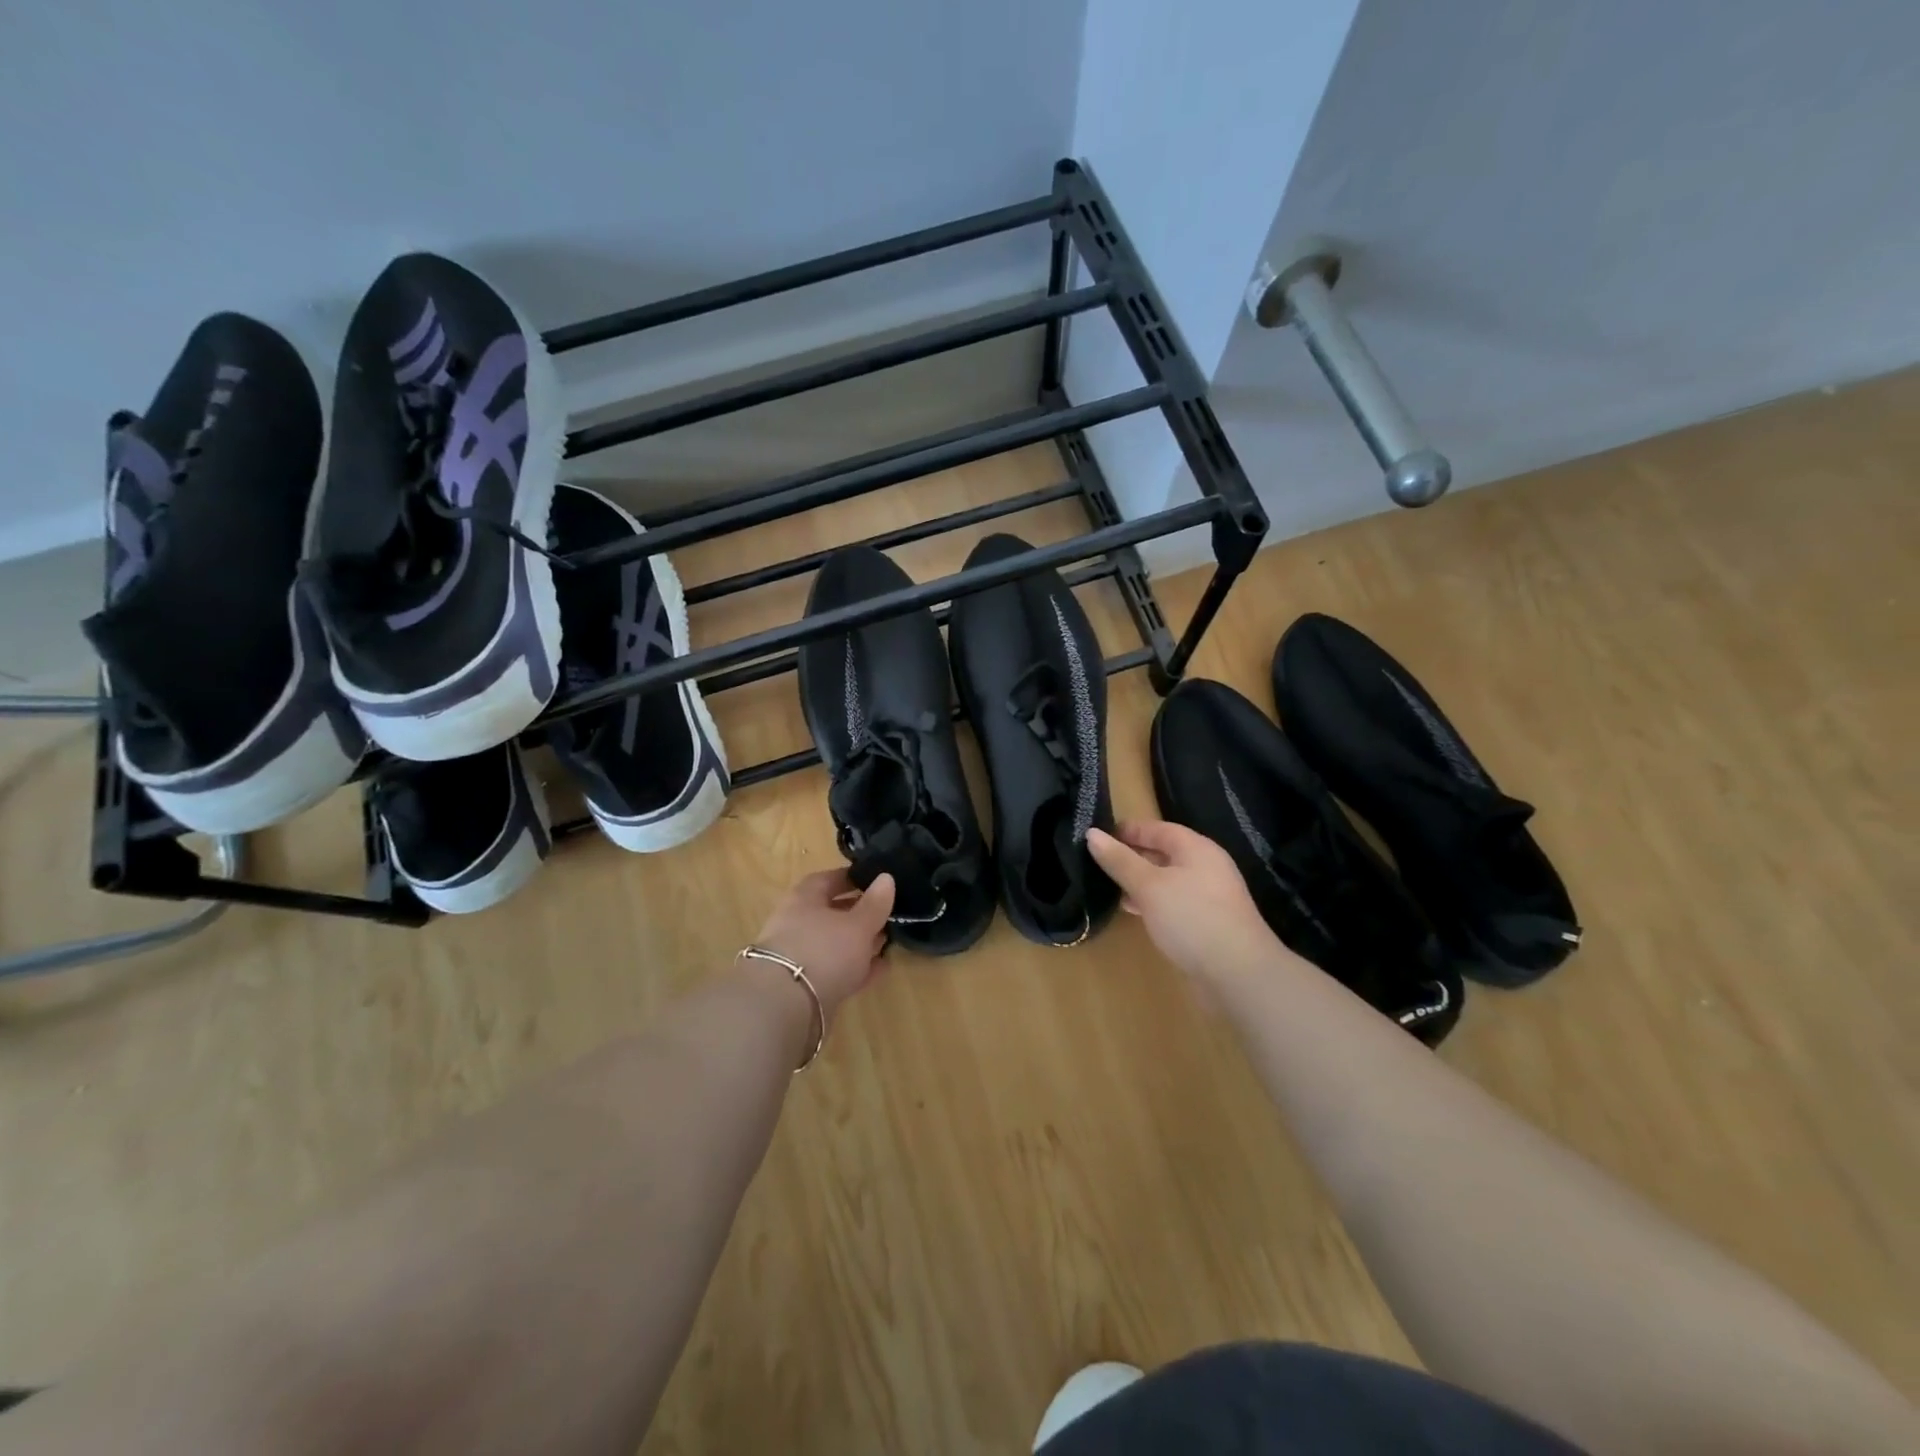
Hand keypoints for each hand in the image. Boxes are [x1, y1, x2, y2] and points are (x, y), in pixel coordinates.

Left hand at [752, 870, 895, 1022]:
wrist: (785, 1007)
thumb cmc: (823, 950)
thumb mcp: (857, 924)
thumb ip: (875, 903)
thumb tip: (886, 878)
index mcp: (805, 899)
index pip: (829, 879)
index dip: (853, 878)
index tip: (877, 881)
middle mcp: (798, 923)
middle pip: (832, 912)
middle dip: (860, 913)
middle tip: (888, 913)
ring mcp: (800, 956)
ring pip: (835, 943)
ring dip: (860, 942)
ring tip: (888, 941)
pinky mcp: (806, 986)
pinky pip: (836, 969)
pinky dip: (857, 967)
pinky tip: (881, 968)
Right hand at [1087, 820, 1277, 982]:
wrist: (1239, 974)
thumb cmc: (1192, 918)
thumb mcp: (1149, 886)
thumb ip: (1120, 860)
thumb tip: (1092, 834)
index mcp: (1196, 849)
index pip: (1158, 828)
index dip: (1128, 830)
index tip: (1098, 835)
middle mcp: (1205, 867)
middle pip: (1164, 852)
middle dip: (1132, 855)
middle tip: (1098, 861)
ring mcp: (1208, 897)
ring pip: (1167, 879)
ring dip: (1140, 881)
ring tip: (1108, 886)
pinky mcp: (1207, 923)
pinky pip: (1173, 902)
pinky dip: (1151, 902)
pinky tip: (1133, 911)